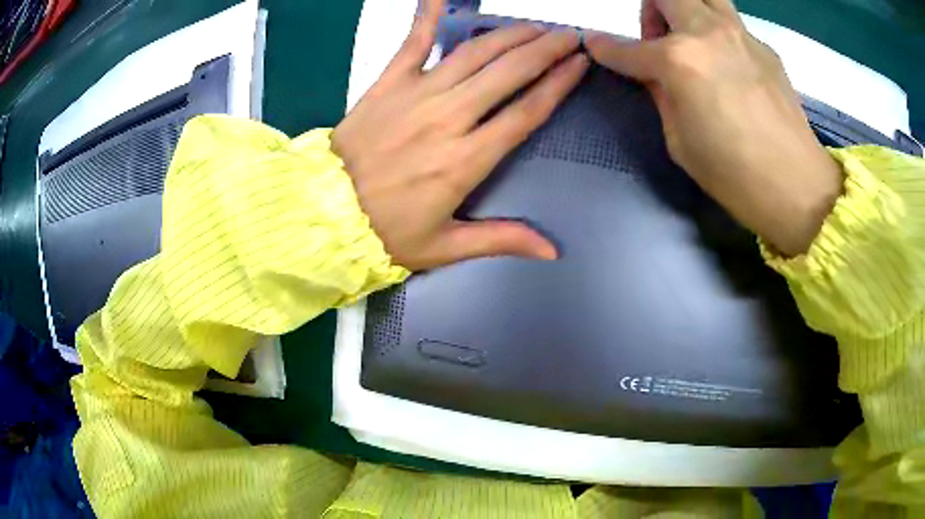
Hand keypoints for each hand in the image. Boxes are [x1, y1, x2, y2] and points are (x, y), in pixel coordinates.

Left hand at [332, 0, 587, 270]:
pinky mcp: (387, 84)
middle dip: (544, 49)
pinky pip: (411, 42)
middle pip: (508, 73)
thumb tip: (552, 250)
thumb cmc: (386, 233)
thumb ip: (501, 239)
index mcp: (466, 160)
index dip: (558, 84)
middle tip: (569, 35)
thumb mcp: (445, 246)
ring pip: (473, 54)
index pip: (526, 112)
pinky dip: (427, 16)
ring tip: (533, 26)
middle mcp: (448, 118)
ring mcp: (416, 95)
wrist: (325, 214)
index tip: (579, 63)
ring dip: (508, 35)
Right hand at [586, 0, 843, 256]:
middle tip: (658, 40)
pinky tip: (730, 69)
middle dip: (650, 10)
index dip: (605, 48)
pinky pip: (732, 24)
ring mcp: (741, 35)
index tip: (595, 46)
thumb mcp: (679, 140)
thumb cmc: (733, 174)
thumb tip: (651, 73)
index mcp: (678, 60)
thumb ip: (660, 94)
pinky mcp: (765, 47)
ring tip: (693, 40)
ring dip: (686, 7)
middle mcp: (707, 33)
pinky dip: (720, 35)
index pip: (627, 48)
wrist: (797, 185)